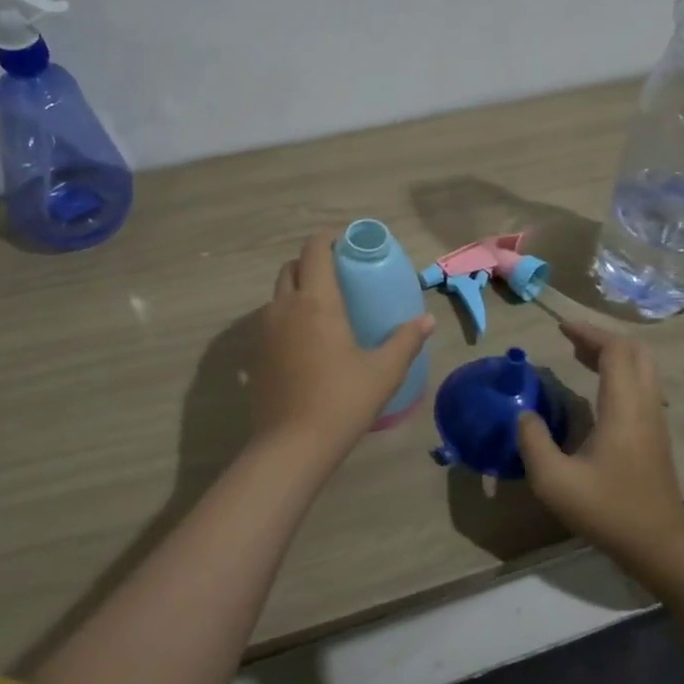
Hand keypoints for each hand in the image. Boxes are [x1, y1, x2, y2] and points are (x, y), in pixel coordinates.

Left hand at [251, 229, 435, 463]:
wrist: (292, 446)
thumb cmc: (342, 401)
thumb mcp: (383, 371)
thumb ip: (406, 340)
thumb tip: (427, 320)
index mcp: (316, 301)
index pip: (314, 249)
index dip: (327, 238)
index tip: (346, 242)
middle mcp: (285, 306)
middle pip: (292, 267)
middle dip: (312, 262)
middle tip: (338, 275)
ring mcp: (265, 330)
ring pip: (278, 293)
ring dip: (297, 288)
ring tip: (323, 307)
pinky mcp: (256, 354)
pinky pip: (270, 319)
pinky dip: (286, 315)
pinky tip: (306, 340)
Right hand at [516, 319, 683, 563]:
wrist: (659, 546)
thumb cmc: (607, 510)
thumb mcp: (554, 481)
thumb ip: (533, 441)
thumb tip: (523, 414)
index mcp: (624, 407)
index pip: (616, 350)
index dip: (589, 333)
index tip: (561, 328)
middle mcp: (646, 404)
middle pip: (636, 350)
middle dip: (602, 337)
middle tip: (570, 339)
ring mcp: (655, 418)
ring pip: (643, 366)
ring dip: (613, 353)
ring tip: (578, 355)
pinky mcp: (656, 433)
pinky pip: (643, 384)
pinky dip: (620, 372)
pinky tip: (596, 388)